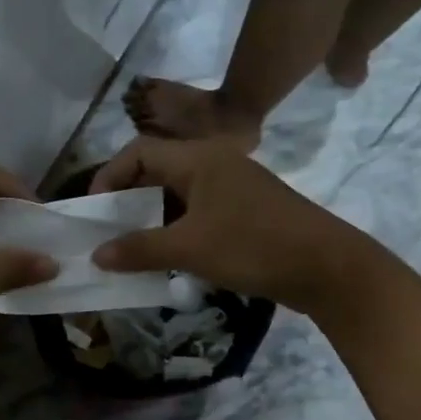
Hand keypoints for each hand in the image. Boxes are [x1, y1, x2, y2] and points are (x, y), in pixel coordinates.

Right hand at [90, 138, 366, 312]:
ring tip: (130, 247)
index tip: (93, 210)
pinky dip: (175, 229)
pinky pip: (197, 212)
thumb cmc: (254, 246)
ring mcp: (232, 187)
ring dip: (151, 218)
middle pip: (157, 170)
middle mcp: (214, 163)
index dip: (109, 175)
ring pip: (177, 194)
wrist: (328, 268)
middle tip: (107, 231)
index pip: (139, 151)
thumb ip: (139, 249)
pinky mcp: (245, 211)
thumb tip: (96, 255)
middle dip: (127, 199)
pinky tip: (167, 257)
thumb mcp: (190, 248)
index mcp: (199, 158)